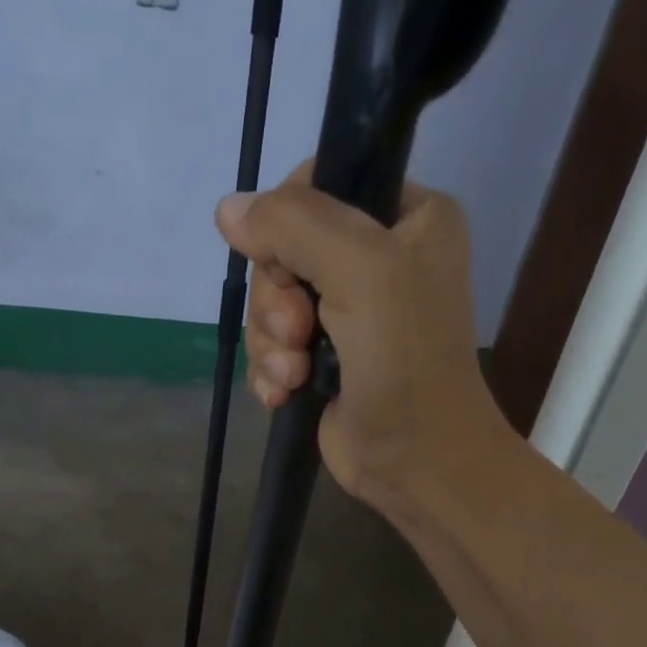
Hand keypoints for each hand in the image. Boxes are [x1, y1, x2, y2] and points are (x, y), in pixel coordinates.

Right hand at [216, 165, 505, 504]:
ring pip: (271, 305)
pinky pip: (272, 346)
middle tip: (298, 333)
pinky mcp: (324, 360)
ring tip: (296, 376)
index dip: (286, 224)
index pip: (321, 185)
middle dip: (277, 301)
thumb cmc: (404, 360)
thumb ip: (294, 225)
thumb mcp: (360, 271)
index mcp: (406, 216)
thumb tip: (228, 208)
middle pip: (284, 252)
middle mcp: (378, 259)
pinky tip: (284, 395)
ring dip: (271, 344)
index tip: (287, 266)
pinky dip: (271, 371)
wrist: (417, 461)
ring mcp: (348, 314)